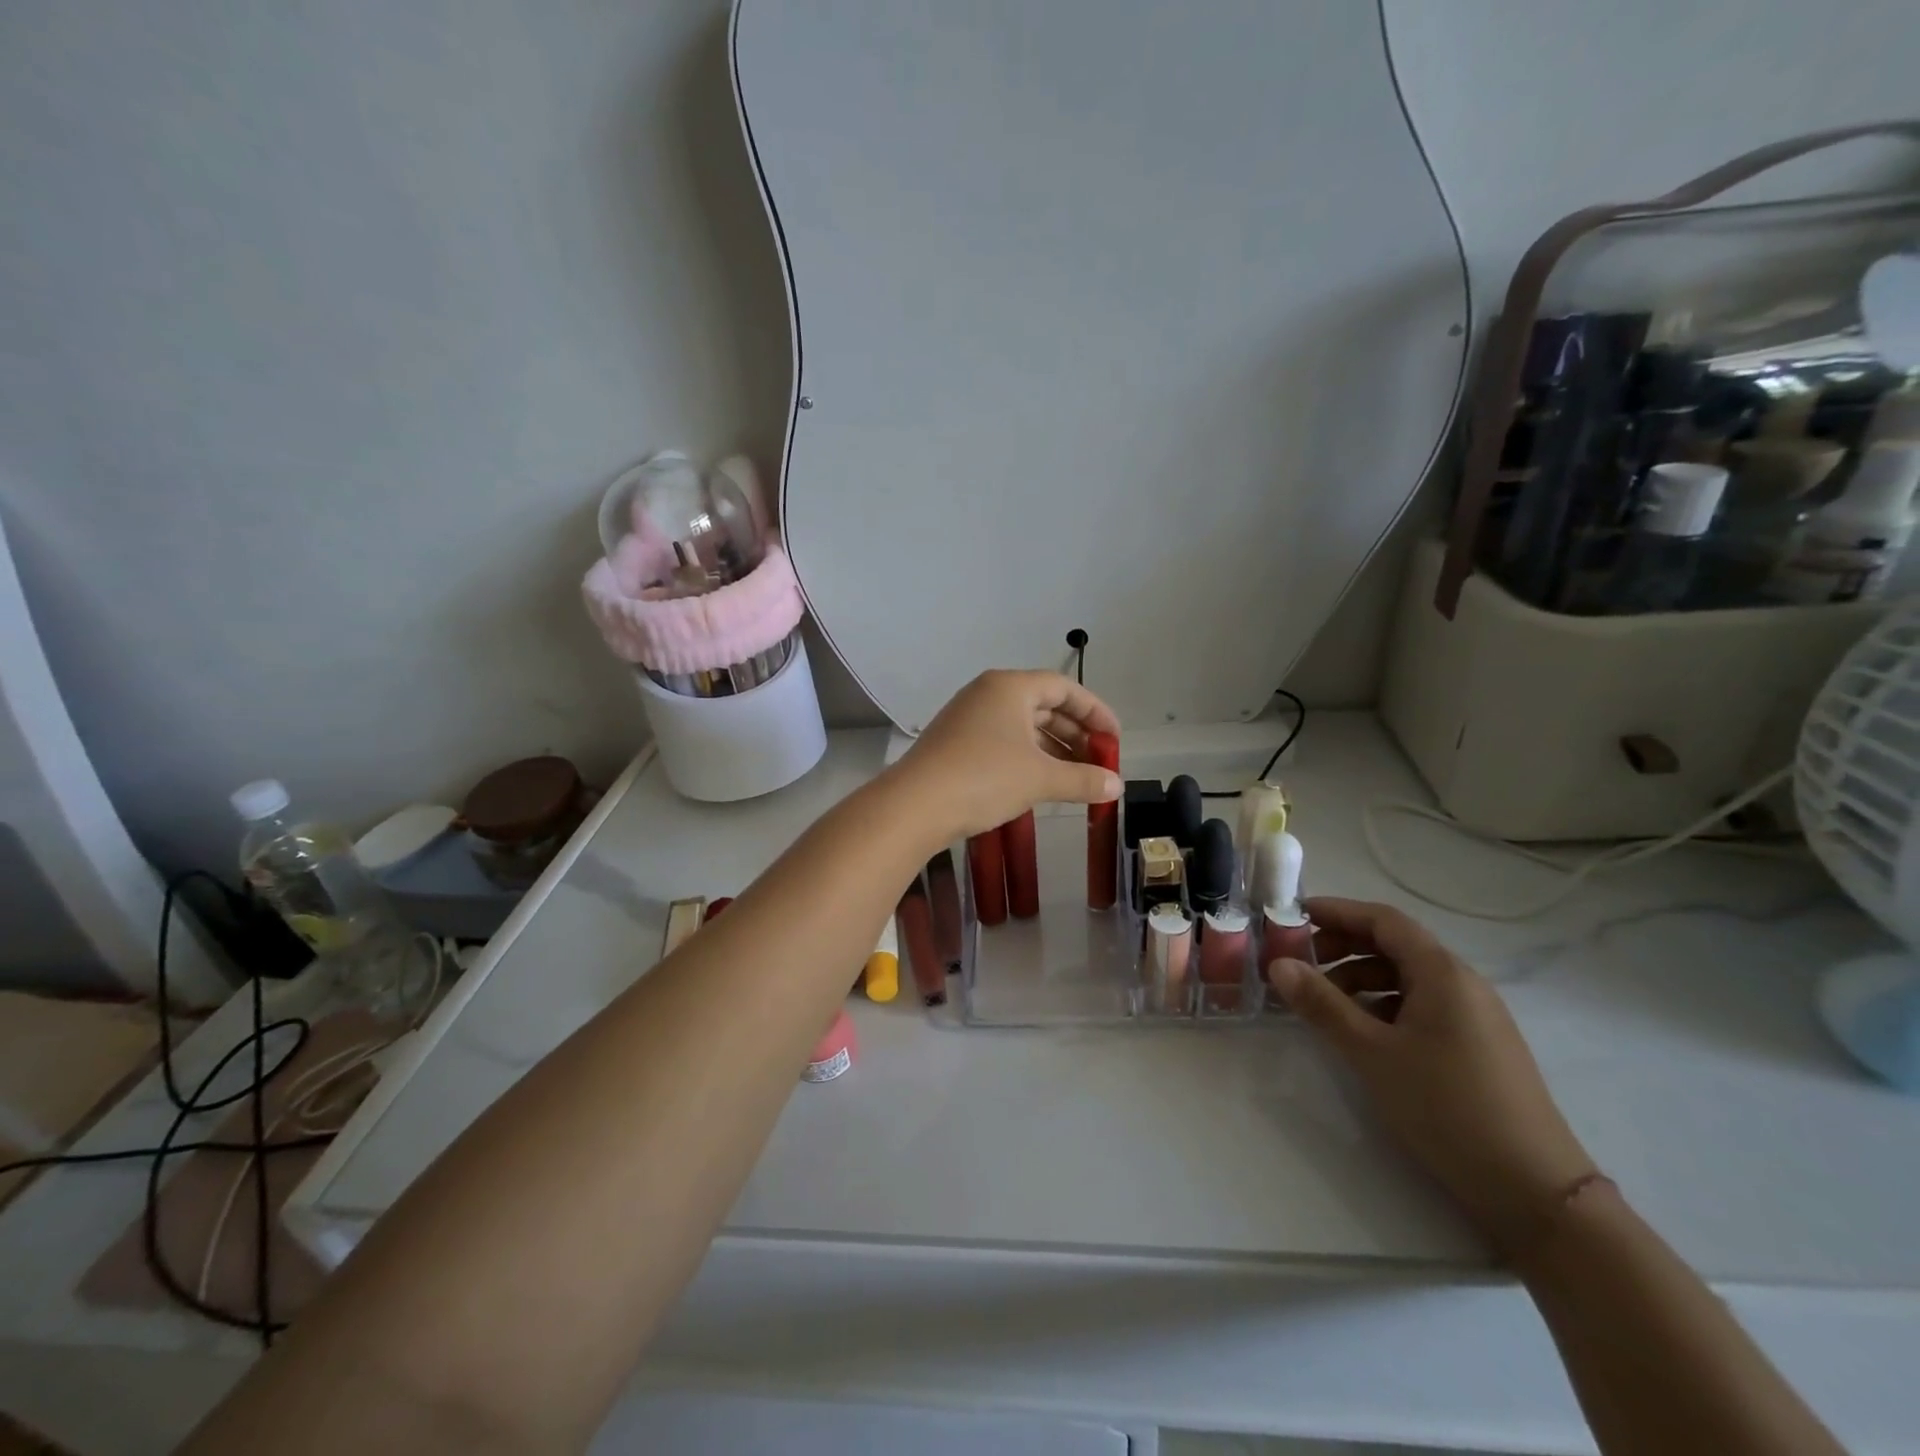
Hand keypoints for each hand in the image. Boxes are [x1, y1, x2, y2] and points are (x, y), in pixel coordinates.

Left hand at [889, 670, 1121, 839]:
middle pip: (1043, 705)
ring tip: (1076, 778)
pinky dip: (1027, 759)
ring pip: (1022, 727)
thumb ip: (1083, 779)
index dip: (1095, 711)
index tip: (1115, 738)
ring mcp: (967, 718)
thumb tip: (1117, 786)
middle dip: (1075, 734)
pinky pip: (1002, 742)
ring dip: (1052, 750)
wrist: (914, 806)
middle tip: (1098, 762)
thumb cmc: (984, 778)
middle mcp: (987, 694)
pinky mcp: (955, 744)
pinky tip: (1041, 784)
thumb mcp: (1040, 778)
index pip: (1064, 687)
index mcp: (1009, 687)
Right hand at [1268, 897, 1596, 1254]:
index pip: (1382, 919)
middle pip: (1394, 944)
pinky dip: (1383, 1004)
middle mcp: (1462, 983)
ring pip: (1407, 977)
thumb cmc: (1446, 1107)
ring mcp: (1475, 1015)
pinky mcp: (1477, 1045)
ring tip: (1322, 1002)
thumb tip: (1278, 964)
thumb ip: (1322, 1004)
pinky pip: (1422, 1004)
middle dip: (1342, 946)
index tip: (1292, 917)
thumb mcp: (1372, 1053)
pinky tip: (1362, 1031)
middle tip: (1299, 963)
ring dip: (1360, 977)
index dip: (1336, 911)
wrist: (1534, 1191)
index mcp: (1442, 972)